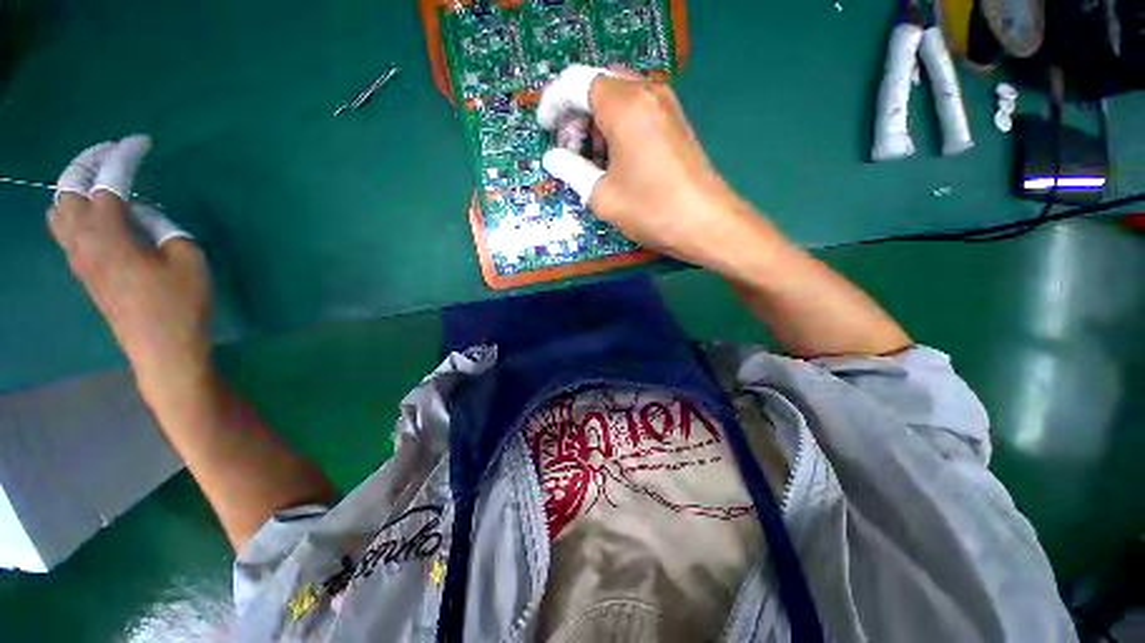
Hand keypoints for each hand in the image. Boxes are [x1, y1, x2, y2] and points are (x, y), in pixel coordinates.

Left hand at [47, 135, 209, 391]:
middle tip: (114, 153)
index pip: (110, 181)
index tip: (141, 141)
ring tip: (101, 180)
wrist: (162, 348)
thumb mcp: (187, 258)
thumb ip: (162, 227)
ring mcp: (78, 257)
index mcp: (108, 233)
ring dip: (76, 186)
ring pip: (59, 208)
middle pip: (69, 188)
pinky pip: (65, 228)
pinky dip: (75, 209)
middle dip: (89, 162)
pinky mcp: (83, 270)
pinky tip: (97, 212)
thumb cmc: (180, 304)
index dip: (125, 155)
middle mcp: (82, 240)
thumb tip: (141, 215)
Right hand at [537, 65, 752, 266]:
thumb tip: (553, 158)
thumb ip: (572, 170)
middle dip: (576, 113)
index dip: (554, 104)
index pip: (576, 83)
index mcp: (624, 105)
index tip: (545, 130)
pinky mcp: (674, 122)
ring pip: (617, 97)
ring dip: (596, 121)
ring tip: (590, 160)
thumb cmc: (651, 210)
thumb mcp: (602, 195)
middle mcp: (646, 93)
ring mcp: (664, 105)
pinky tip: (613, 159)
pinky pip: (636, 111)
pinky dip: (616, 127)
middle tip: (568, 149)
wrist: (706, 223)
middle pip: (598, 85)